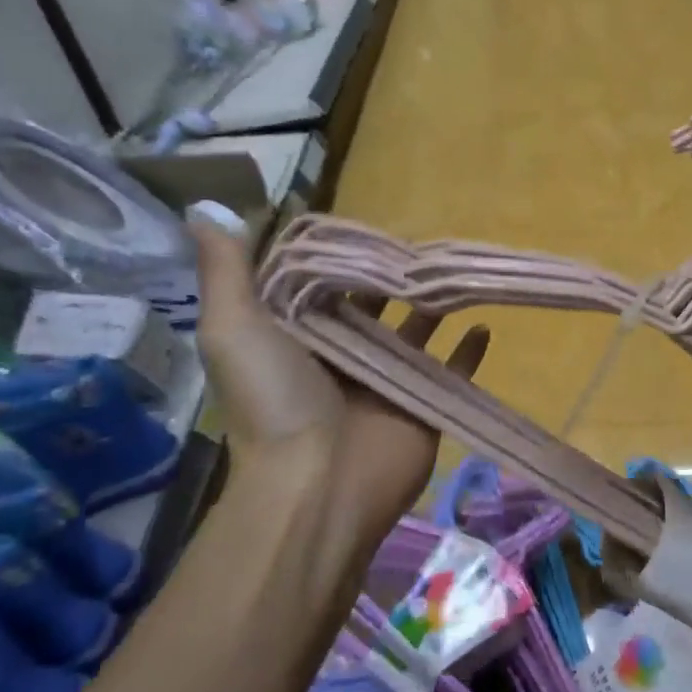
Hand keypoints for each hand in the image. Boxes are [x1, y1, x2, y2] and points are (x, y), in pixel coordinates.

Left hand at [190, 220, 488, 555]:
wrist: (320, 483)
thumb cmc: (276, 401)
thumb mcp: (234, 328)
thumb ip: (226, 270)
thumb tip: (207, 208)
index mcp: (297, 339)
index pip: (319, 286)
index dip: (338, 257)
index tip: (363, 226)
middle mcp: (342, 356)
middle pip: (372, 306)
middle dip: (391, 278)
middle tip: (421, 245)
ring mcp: (387, 381)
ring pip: (416, 334)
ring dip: (433, 307)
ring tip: (454, 275)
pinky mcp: (424, 403)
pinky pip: (453, 370)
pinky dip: (469, 351)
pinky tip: (484, 324)